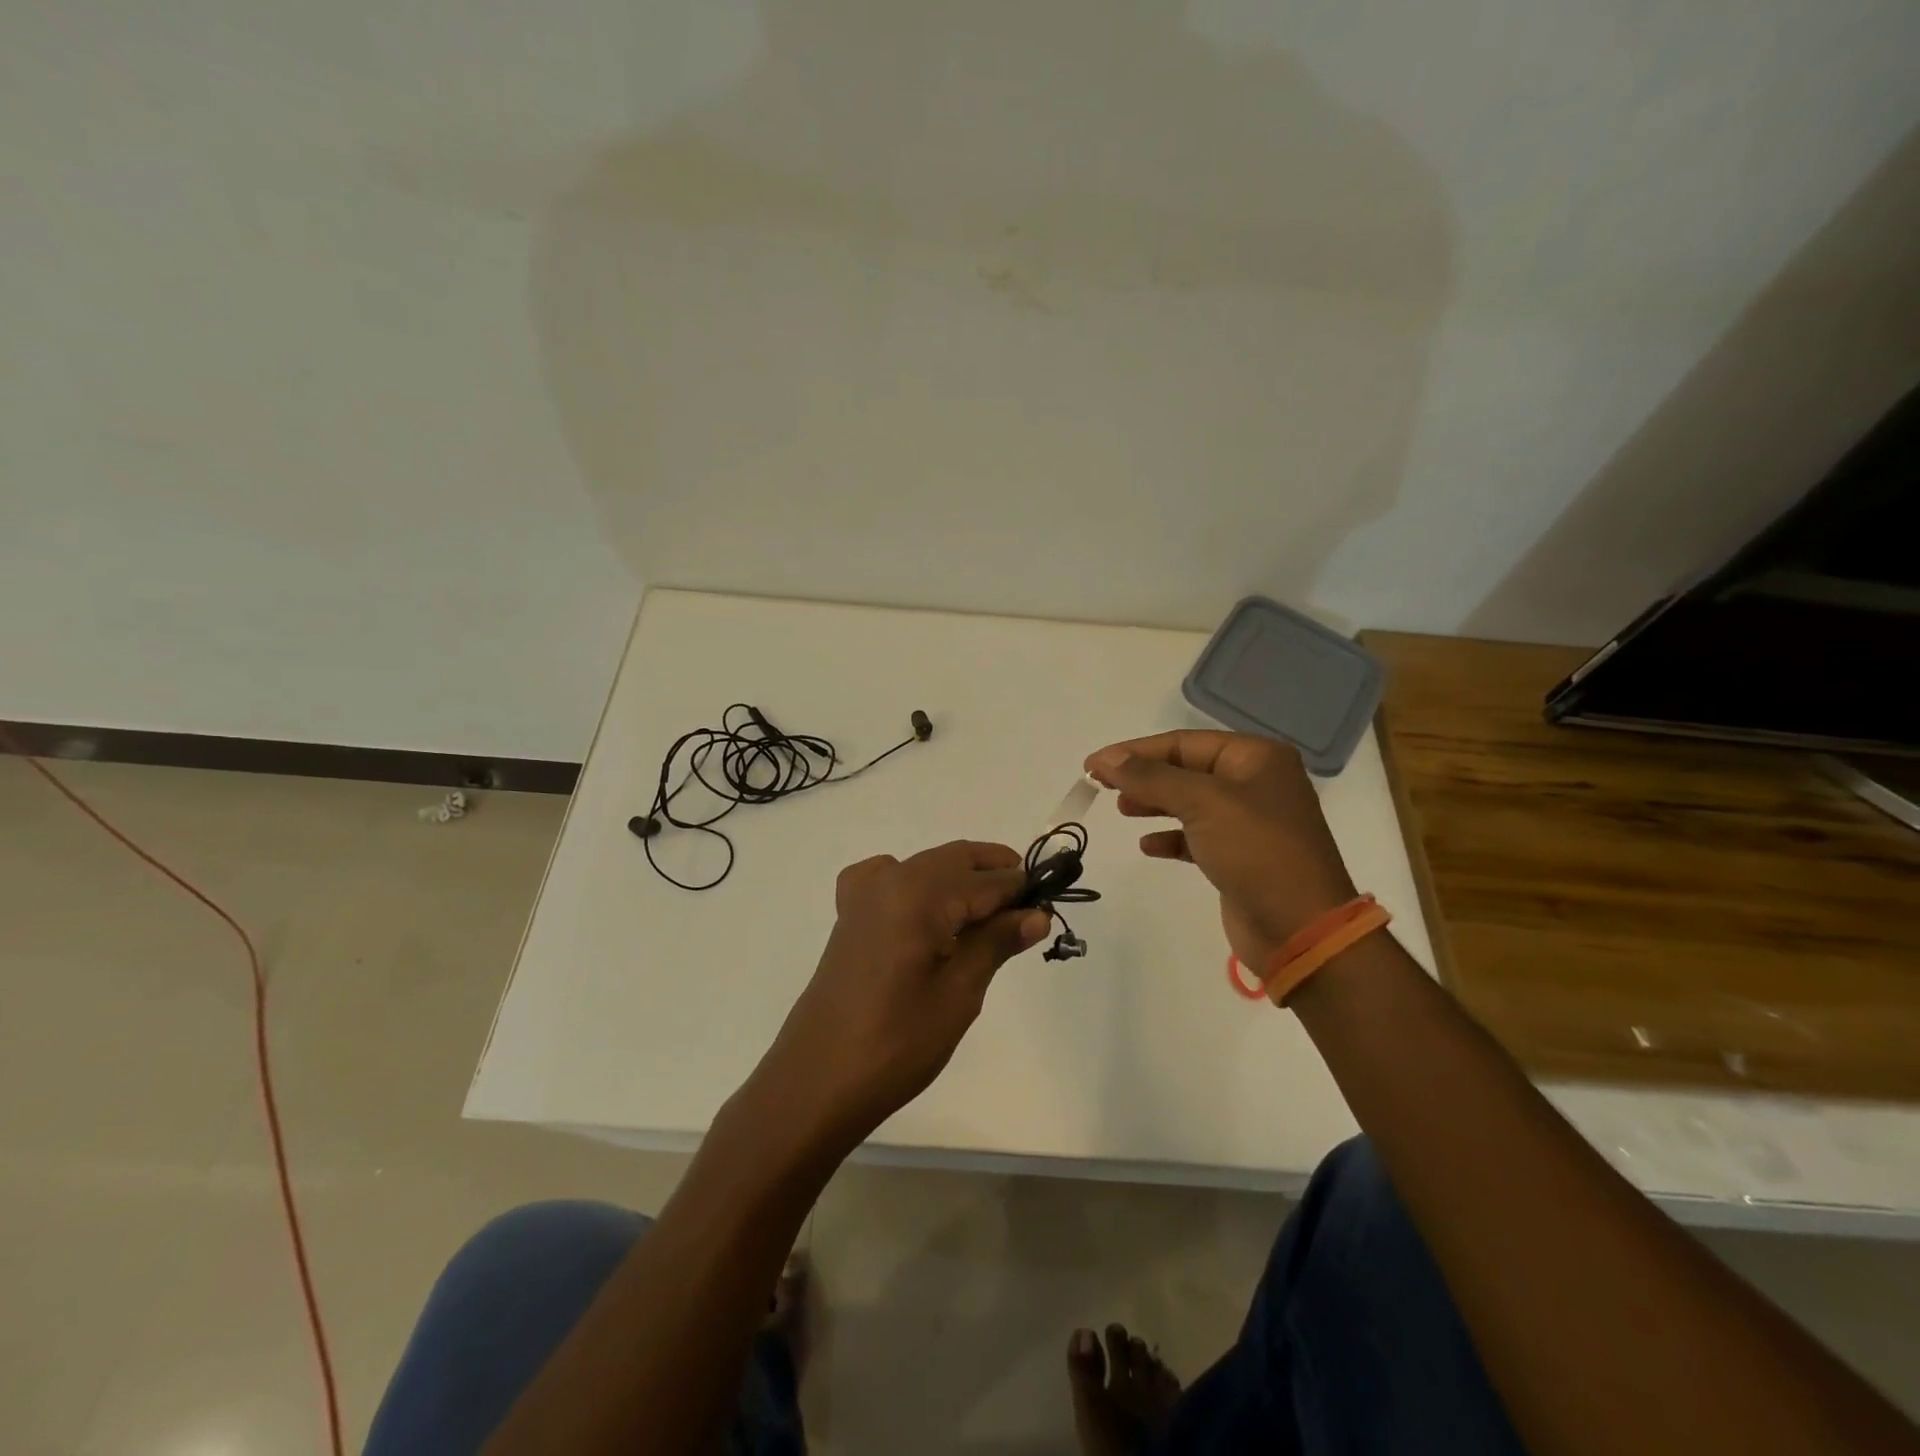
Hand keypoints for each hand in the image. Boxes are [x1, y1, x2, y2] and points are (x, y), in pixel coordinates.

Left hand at [756, 841, 1051, 1150]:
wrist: (818, 1080)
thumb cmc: (896, 1042)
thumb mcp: (959, 993)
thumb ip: (996, 942)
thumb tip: (1036, 914)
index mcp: (918, 892)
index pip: (986, 879)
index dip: (1022, 889)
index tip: (1051, 904)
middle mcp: (888, 878)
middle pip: (955, 861)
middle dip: (995, 877)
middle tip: (1029, 910)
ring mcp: (863, 894)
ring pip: (927, 868)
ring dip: (962, 881)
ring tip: (992, 919)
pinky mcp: (850, 915)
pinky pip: (894, 881)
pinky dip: (923, 887)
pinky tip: (930, 916)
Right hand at [1085, 731, 1356, 967]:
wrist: (1301, 929)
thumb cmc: (1256, 852)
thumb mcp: (1202, 803)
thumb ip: (1150, 777)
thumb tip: (1105, 759)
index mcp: (1255, 757)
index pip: (1183, 742)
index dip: (1135, 751)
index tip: (1093, 764)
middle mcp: (1255, 782)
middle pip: (1185, 769)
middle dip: (1143, 776)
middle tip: (1102, 786)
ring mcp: (1249, 821)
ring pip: (1189, 801)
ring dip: (1154, 803)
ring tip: (1122, 809)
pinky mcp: (1240, 855)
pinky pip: (1196, 835)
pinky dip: (1170, 837)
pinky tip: (1147, 846)